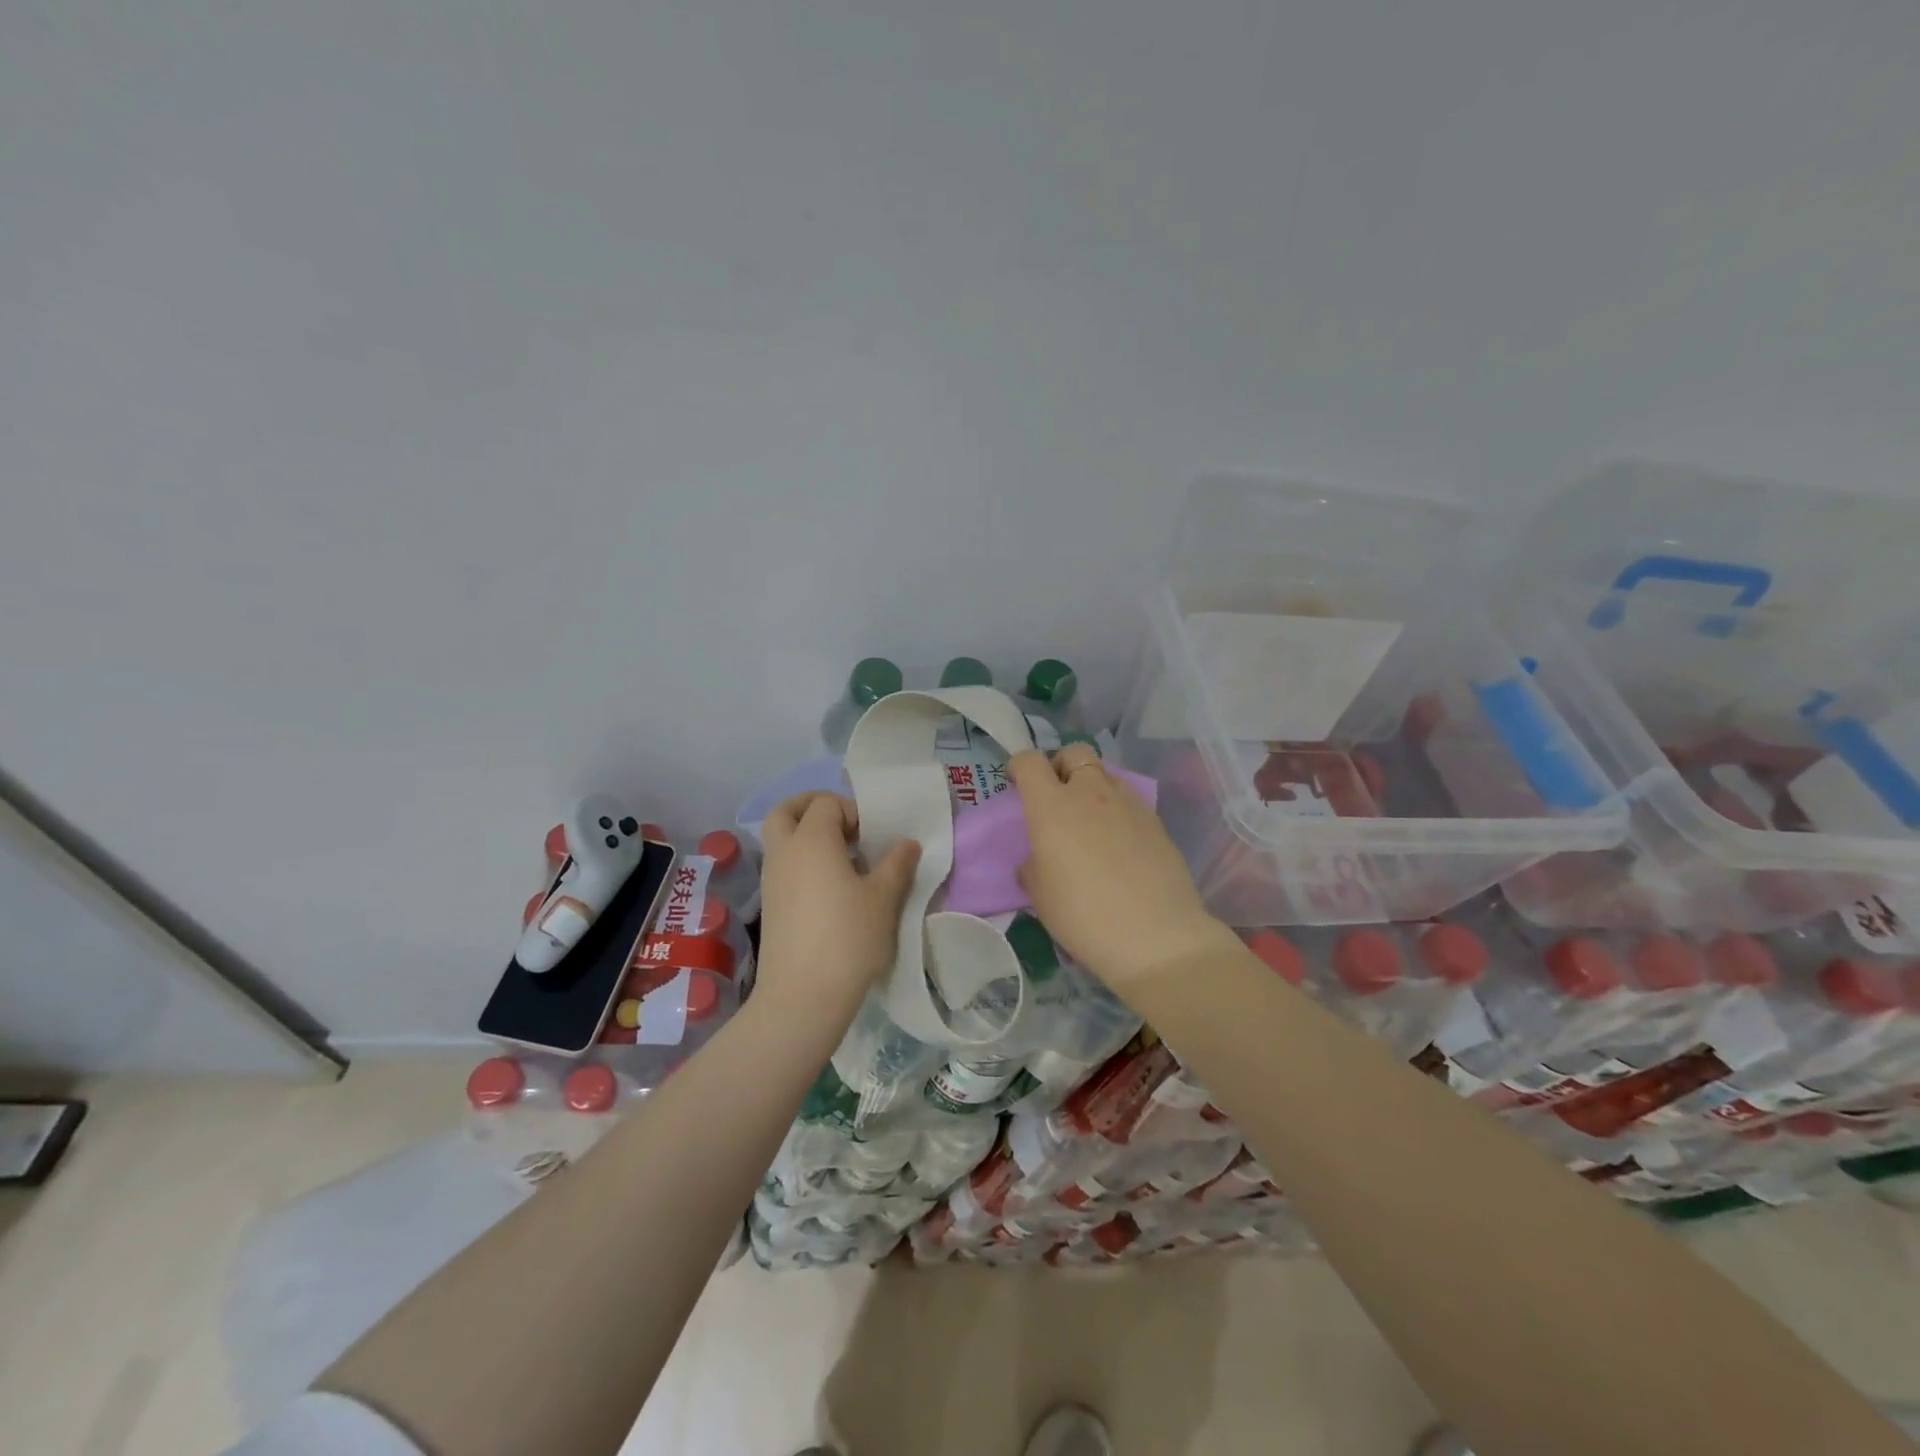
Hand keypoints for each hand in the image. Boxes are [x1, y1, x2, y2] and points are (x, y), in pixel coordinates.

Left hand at [756, 791, 921, 1017]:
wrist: (803, 996)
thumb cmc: (848, 938)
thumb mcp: (884, 898)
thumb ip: (897, 864)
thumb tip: (907, 843)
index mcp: (811, 840)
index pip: (826, 803)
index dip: (852, 811)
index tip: (873, 837)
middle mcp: (784, 852)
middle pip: (786, 811)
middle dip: (812, 807)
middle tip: (844, 824)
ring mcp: (772, 879)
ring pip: (781, 839)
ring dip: (807, 836)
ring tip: (844, 860)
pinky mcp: (770, 905)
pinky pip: (783, 865)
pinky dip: (802, 861)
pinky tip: (832, 889)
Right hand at [1010, 744, 1237, 989]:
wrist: (1155, 935)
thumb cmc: (1083, 915)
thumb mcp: (1040, 895)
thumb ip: (1033, 866)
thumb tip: (1038, 859)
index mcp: (1051, 806)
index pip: (1030, 761)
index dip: (1019, 766)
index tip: (1017, 783)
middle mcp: (1089, 792)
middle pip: (1074, 752)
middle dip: (1061, 764)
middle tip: (1056, 795)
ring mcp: (1127, 803)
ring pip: (1105, 773)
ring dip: (1092, 786)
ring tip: (1090, 821)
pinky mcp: (1155, 820)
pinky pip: (1128, 800)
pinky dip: (1117, 809)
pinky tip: (1119, 842)